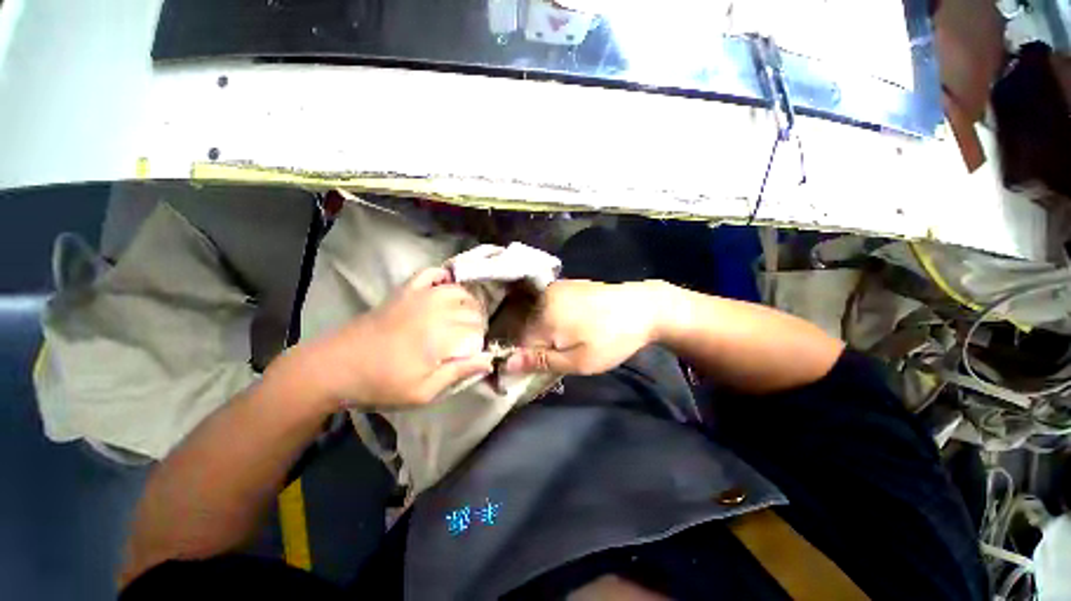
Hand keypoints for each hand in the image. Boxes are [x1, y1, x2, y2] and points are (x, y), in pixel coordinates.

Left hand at [286, 267, 493, 407]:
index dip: (480, 343)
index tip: (474, 355)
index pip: (477, 331)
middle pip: (472, 309)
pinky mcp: (405, 291)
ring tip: (465, 317)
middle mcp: (436, 310)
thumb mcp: (423, 392)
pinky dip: (443, 277)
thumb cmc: (381, 384)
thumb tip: (489, 360)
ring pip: (459, 290)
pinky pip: (430, 274)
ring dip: (469, 302)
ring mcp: (419, 296)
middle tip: (469, 340)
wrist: (335, 366)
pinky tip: (447, 287)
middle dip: (478, 324)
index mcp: (441, 335)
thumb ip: (458, 373)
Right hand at [504, 279, 662, 374]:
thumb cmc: (612, 340)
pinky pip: (549, 306)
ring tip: (573, 339)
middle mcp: (543, 298)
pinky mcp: (566, 284)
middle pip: (528, 329)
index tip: (545, 367)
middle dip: (540, 345)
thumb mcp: (578, 361)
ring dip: (549, 332)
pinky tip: (575, 324)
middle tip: (566, 354)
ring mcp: (555, 288)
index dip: (529, 359)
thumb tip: (506, 364)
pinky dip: (555, 319)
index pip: (520, 343)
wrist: (643, 307)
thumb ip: (541, 361)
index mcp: (543, 317)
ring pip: (539, 318)